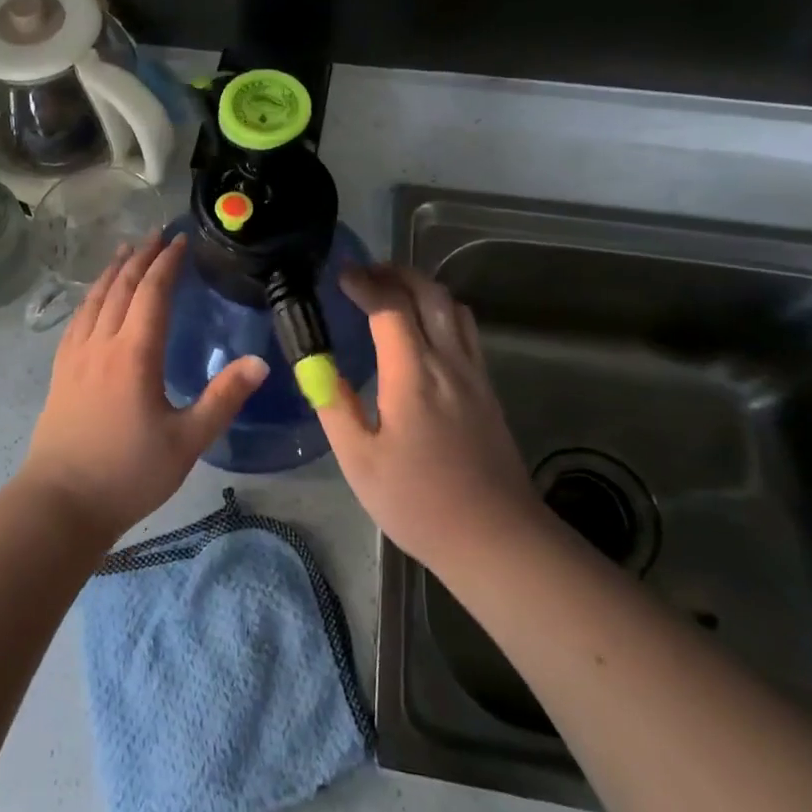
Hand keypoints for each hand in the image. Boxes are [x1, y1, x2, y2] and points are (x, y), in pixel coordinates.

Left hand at [18, 233, 267, 543]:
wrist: (61, 503)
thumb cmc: (128, 473)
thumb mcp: (187, 441)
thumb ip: (223, 398)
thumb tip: (259, 362)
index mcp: (134, 354)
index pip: (152, 293)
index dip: (167, 263)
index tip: (180, 241)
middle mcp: (102, 343)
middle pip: (120, 287)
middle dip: (140, 257)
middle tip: (156, 234)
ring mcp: (75, 356)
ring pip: (94, 299)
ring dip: (112, 270)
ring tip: (124, 250)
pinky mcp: (60, 371)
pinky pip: (76, 319)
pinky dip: (89, 297)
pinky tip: (92, 299)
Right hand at [316, 264, 542, 573]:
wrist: (497, 538)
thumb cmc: (419, 502)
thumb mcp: (360, 461)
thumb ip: (334, 406)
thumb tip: (314, 366)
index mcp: (413, 375)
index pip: (390, 307)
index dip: (365, 283)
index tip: (341, 275)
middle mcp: (449, 362)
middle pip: (429, 293)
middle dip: (395, 273)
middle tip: (365, 273)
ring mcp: (474, 373)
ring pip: (453, 306)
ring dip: (421, 287)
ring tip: (392, 291)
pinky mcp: (487, 388)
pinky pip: (465, 329)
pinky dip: (440, 309)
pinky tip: (423, 329)